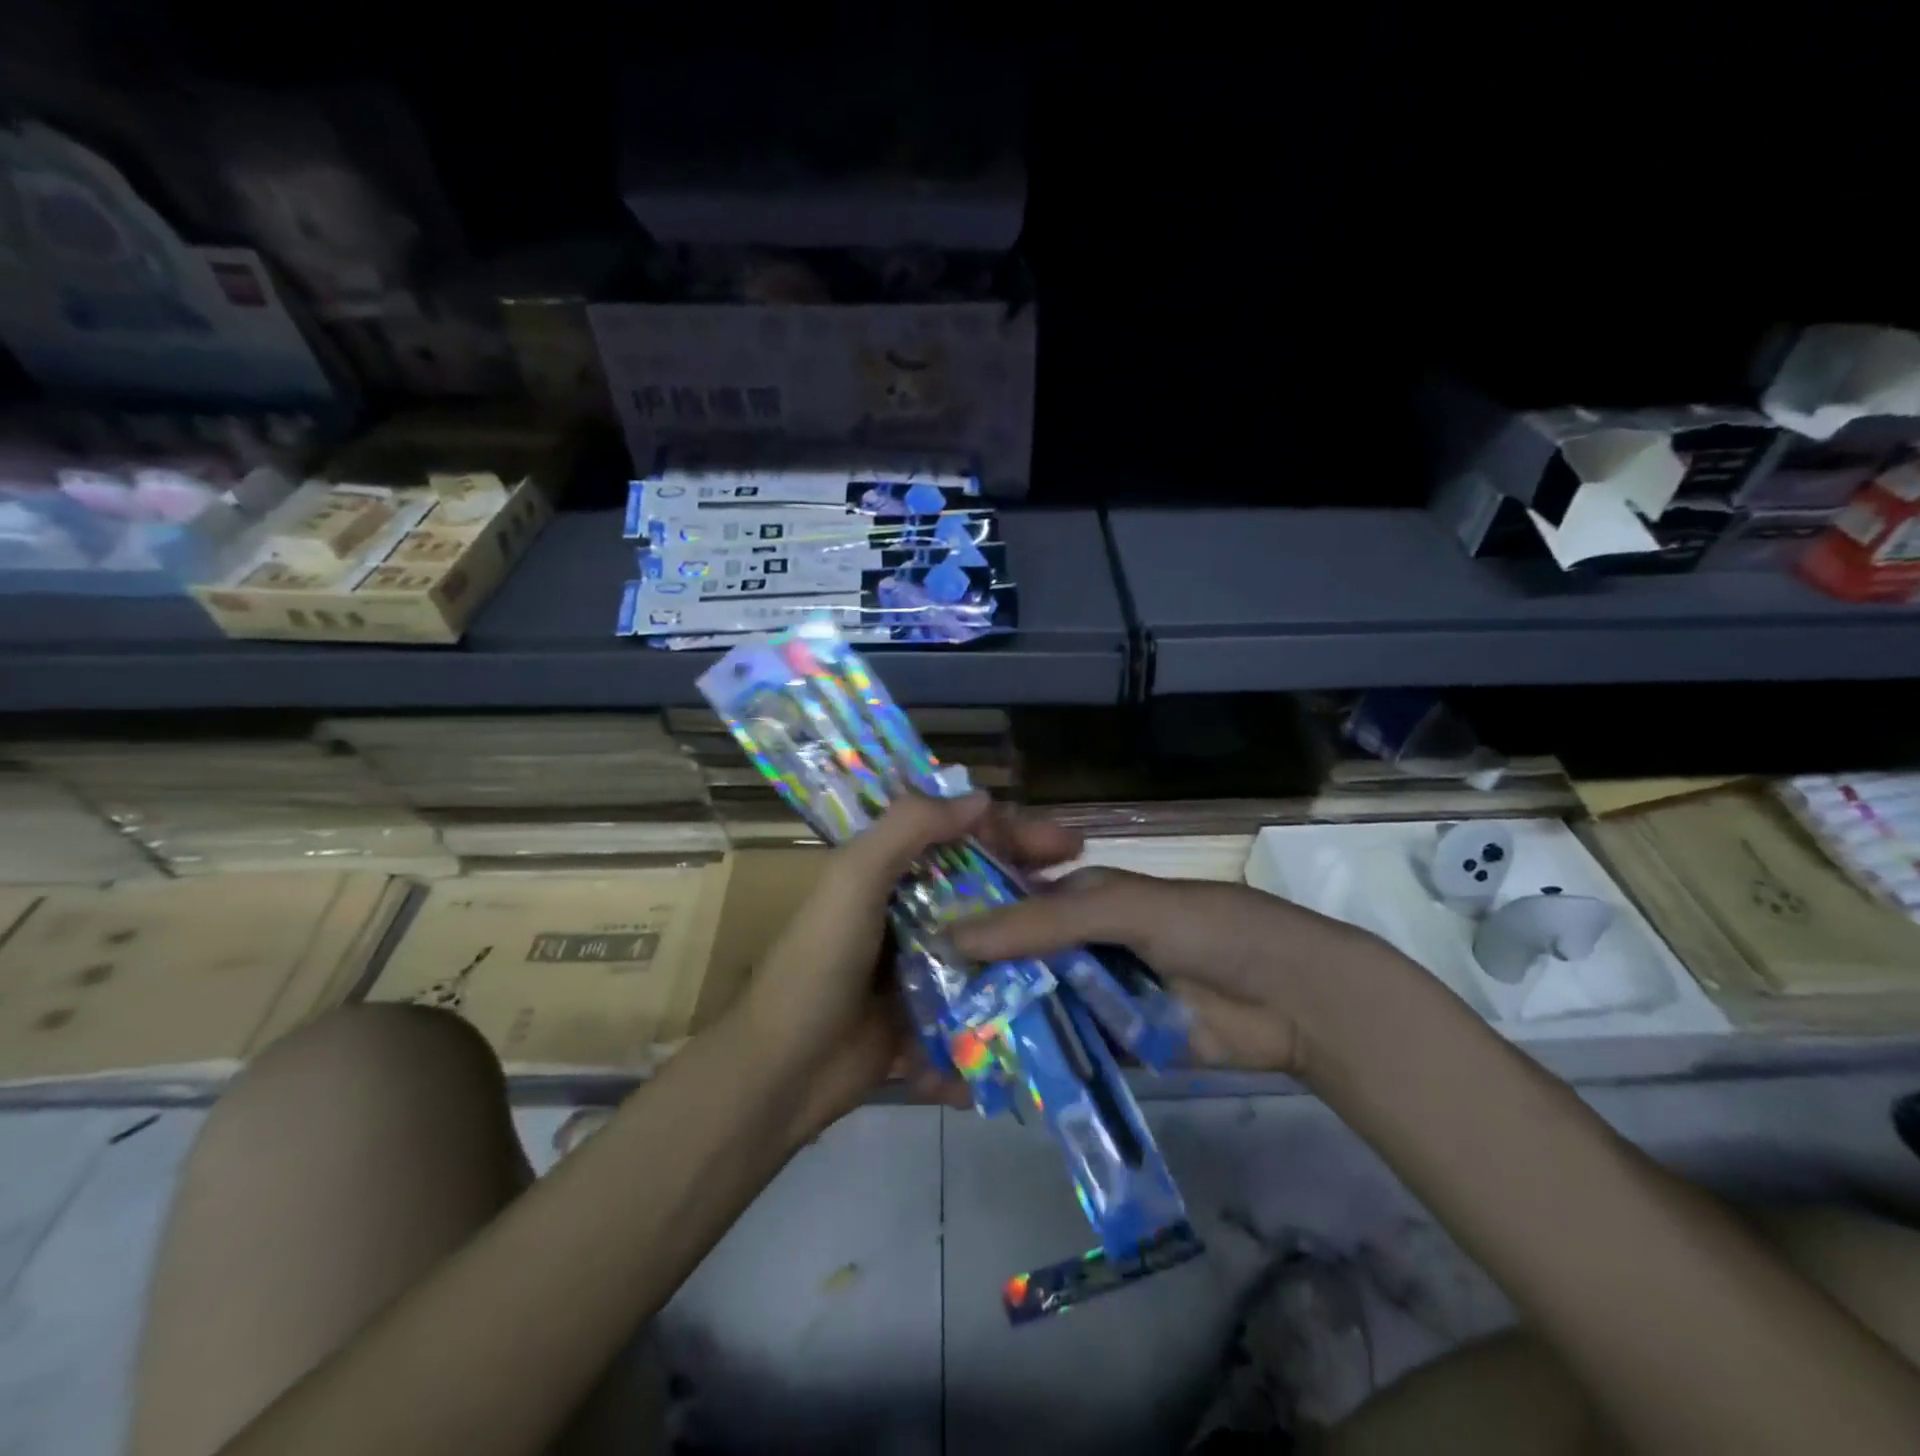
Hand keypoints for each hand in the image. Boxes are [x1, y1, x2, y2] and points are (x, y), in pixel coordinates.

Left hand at [736, 792, 1082, 1140]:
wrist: (784, 1072)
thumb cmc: (819, 964)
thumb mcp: (853, 880)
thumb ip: (909, 828)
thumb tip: (982, 798)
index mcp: (888, 872)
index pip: (959, 835)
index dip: (1011, 832)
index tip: (1063, 843)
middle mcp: (910, 910)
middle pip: (983, 884)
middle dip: (1034, 881)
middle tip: (1088, 886)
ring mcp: (924, 963)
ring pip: (989, 937)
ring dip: (1031, 934)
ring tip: (1088, 939)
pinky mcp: (934, 1011)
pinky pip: (981, 992)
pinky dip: (1012, 989)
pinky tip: (1059, 991)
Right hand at [951, 869, 1401, 1078]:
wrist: (1295, 998)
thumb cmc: (1209, 929)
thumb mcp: (1126, 909)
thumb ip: (1045, 921)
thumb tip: (956, 933)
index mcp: (1081, 899)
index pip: (1009, 905)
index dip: (966, 922)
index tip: (910, 948)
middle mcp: (1082, 944)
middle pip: (1016, 961)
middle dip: (973, 982)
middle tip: (913, 1013)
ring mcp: (1098, 996)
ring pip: (1036, 1006)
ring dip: (999, 1024)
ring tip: (937, 1051)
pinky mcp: (1117, 1044)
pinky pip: (1067, 1050)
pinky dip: (1037, 1060)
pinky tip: (991, 1078)